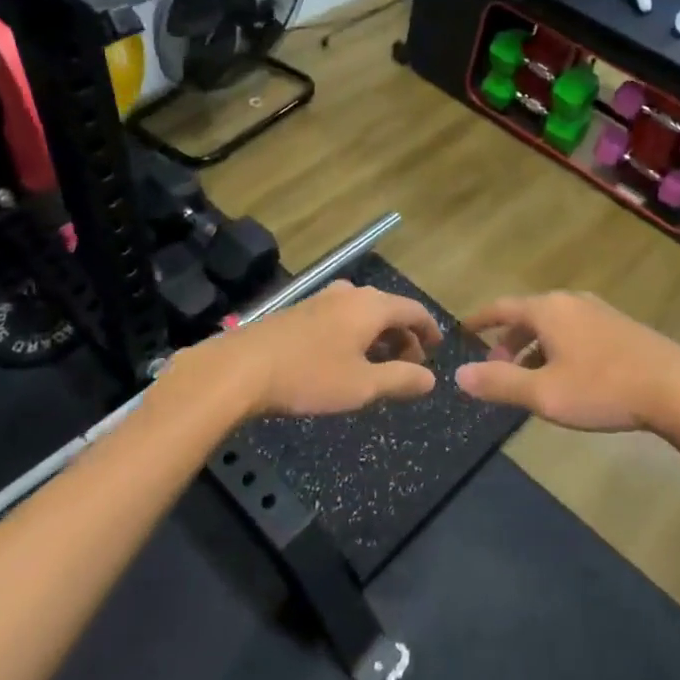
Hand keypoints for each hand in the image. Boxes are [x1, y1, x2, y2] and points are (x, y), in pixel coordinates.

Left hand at [176, 281, 439, 419]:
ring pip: (363, 313)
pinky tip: (345, 360)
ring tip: (379, 367)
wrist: (241, 368)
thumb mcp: (363, 386)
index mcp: (371, 306)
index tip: (438, 349)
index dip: (429, 330)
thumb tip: (431, 379)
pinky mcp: (299, 311)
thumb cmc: (310, 376)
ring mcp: (321, 299)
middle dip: (403, 337)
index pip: (413, 310)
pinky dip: (355, 335)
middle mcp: (350, 294)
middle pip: (389, 309)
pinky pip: (341, 317)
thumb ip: (401, 380)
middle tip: (410, 366)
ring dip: (378, 337)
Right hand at [454, 291, 679, 434]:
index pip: (502, 307)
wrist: (677, 388)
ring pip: (554, 325)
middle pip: (528, 316)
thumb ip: (499, 383)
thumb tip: (459, 374)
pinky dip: (558, 349)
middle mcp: (571, 302)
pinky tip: (567, 377)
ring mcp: (599, 312)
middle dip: (508, 340)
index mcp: (548, 309)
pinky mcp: (621, 328)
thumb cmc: (602, 388)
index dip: (479, 320)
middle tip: (496, 367)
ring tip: (529, 377)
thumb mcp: (543, 393)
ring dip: (534, 347)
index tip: (462, 330)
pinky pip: (575, 332)